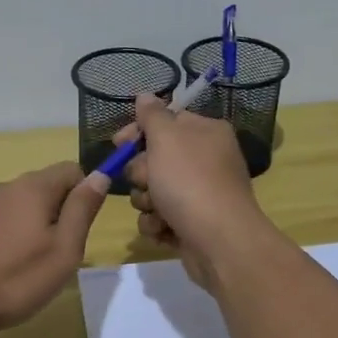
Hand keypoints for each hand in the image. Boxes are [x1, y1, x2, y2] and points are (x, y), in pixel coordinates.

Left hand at [0, 163, 107, 337]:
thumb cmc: (16, 278)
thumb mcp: (64, 249)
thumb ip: (83, 209)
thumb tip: (100, 176)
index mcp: (34, 187)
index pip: (72, 170)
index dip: (86, 193)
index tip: (84, 228)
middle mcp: (8, 187)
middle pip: (48, 186)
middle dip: (63, 213)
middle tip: (63, 253)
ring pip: (26, 206)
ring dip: (40, 227)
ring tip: (37, 265)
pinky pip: (6, 221)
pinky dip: (17, 237)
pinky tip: (11, 268)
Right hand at [117, 93, 268, 288]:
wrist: (219, 242)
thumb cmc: (190, 182)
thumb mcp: (166, 138)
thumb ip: (152, 115)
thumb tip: (145, 96)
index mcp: (206, 133)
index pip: (165, 121)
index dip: (138, 131)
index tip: (118, 143)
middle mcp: (206, 160)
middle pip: (155, 158)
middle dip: (142, 173)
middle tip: (147, 181)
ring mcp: (201, 194)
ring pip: (153, 191)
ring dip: (146, 201)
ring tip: (158, 211)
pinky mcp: (192, 224)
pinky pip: (160, 217)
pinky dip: (157, 224)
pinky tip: (164, 229)